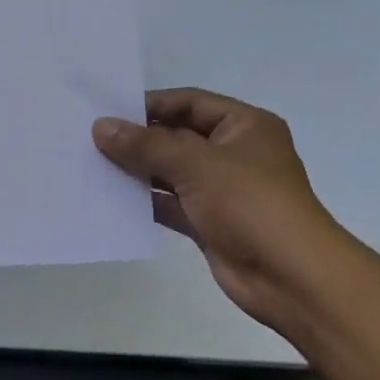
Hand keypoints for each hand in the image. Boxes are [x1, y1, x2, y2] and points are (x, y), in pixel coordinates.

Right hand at [93, 89, 349, 333]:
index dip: (149, 104)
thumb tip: (101, 127)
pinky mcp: (209, 223)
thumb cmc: (250, 204)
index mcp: (244, 126)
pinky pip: (170, 205)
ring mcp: (221, 190)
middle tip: (89, 139)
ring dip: (137, 171)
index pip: (189, 102)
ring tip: (91, 165)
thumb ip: (146, 145)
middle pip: (177, 137)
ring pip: (170, 172)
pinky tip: (110, 198)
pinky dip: (144, 202)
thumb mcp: (196, 164)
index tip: (106, 111)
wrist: (290, 276)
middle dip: (138, 139)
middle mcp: (234, 153)